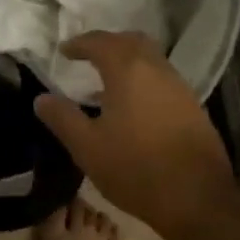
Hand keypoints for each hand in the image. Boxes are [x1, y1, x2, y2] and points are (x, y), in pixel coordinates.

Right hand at [33, 31, 234, 239]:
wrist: (197, 198)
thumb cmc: (135, 169)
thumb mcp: (87, 147)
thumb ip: (62, 118)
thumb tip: (41, 98)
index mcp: (128, 71)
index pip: (100, 42)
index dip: (80, 43)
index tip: (64, 51)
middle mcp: (157, 70)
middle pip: (131, 41)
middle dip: (107, 43)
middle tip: (87, 56)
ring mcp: (180, 87)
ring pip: (151, 59)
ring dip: (128, 61)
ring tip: (106, 82)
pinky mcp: (193, 107)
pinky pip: (163, 79)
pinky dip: (143, 79)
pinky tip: (133, 106)